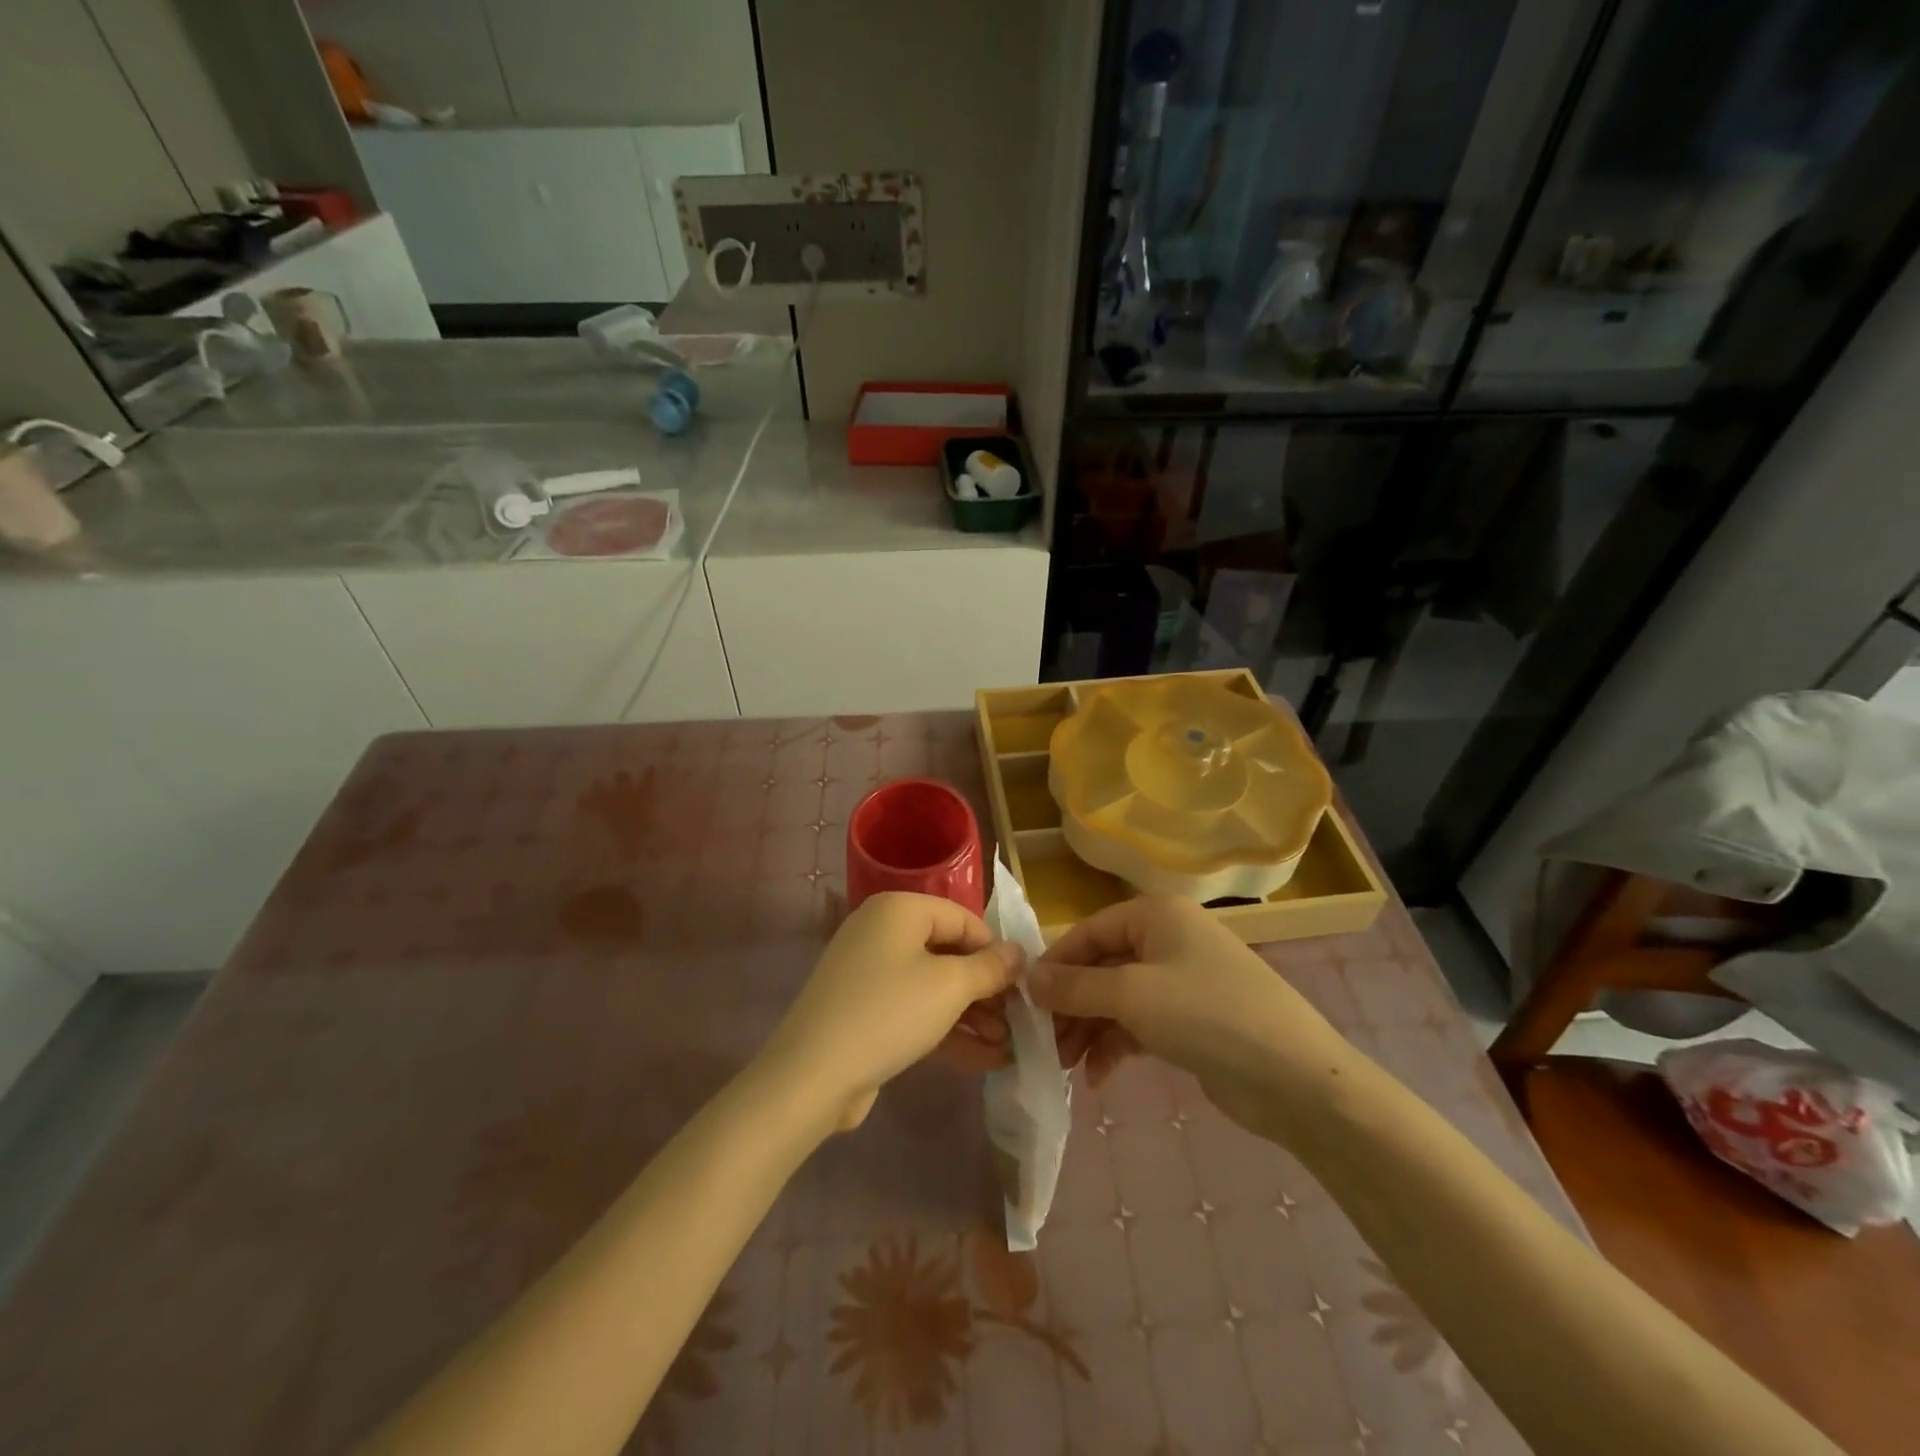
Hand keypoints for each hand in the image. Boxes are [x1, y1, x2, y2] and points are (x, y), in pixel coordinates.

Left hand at [762, 892, 1023, 1130]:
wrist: (812, 1075)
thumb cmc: (889, 1012)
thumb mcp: (950, 987)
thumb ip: (990, 967)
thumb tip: (1019, 952)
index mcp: (899, 909)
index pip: (962, 918)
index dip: (995, 950)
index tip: (1022, 985)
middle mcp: (881, 931)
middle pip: (948, 952)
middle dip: (985, 989)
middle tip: (1018, 1020)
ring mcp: (869, 972)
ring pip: (933, 986)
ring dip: (972, 1015)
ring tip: (1007, 1045)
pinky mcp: (864, 1010)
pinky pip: (914, 1010)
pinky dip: (946, 1030)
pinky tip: (984, 1060)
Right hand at [1028, 896, 1359, 1138]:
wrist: (1295, 1079)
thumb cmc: (1207, 1016)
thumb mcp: (1131, 996)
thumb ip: (1075, 987)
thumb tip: (1028, 978)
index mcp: (1157, 915)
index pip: (1089, 932)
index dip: (1055, 965)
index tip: (1025, 1001)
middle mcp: (1168, 939)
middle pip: (1102, 966)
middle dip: (1071, 1005)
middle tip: (1043, 1043)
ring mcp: (1182, 981)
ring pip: (1118, 998)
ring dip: (1089, 1029)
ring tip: (1065, 1066)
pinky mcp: (1191, 1020)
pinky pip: (1140, 1023)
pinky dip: (1116, 1045)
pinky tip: (1096, 1077)